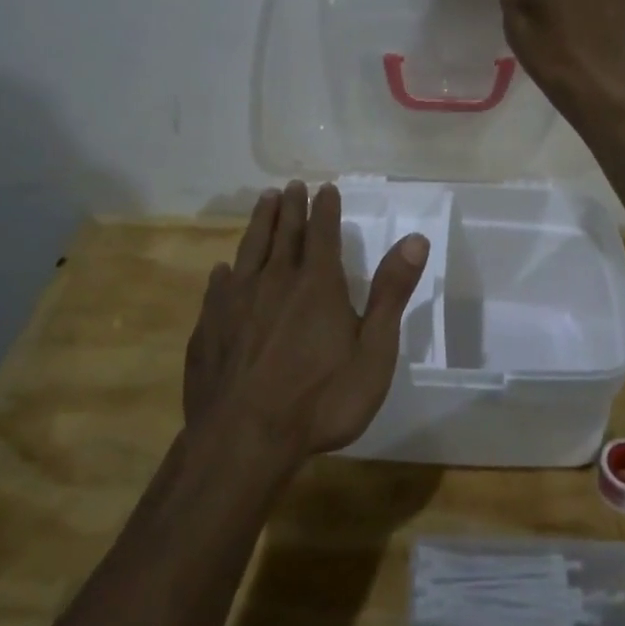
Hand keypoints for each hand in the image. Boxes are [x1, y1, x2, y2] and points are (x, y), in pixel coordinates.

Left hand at [184, 181, 429, 461]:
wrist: (243, 440)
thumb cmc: (321, 400)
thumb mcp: (373, 351)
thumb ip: (391, 292)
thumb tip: (415, 239)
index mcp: (317, 284)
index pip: (323, 233)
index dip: (325, 208)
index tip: (324, 188)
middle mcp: (275, 280)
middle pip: (284, 233)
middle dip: (291, 207)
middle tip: (291, 186)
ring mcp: (236, 301)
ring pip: (250, 249)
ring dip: (259, 223)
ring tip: (264, 202)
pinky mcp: (209, 326)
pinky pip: (218, 287)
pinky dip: (225, 272)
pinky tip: (224, 269)